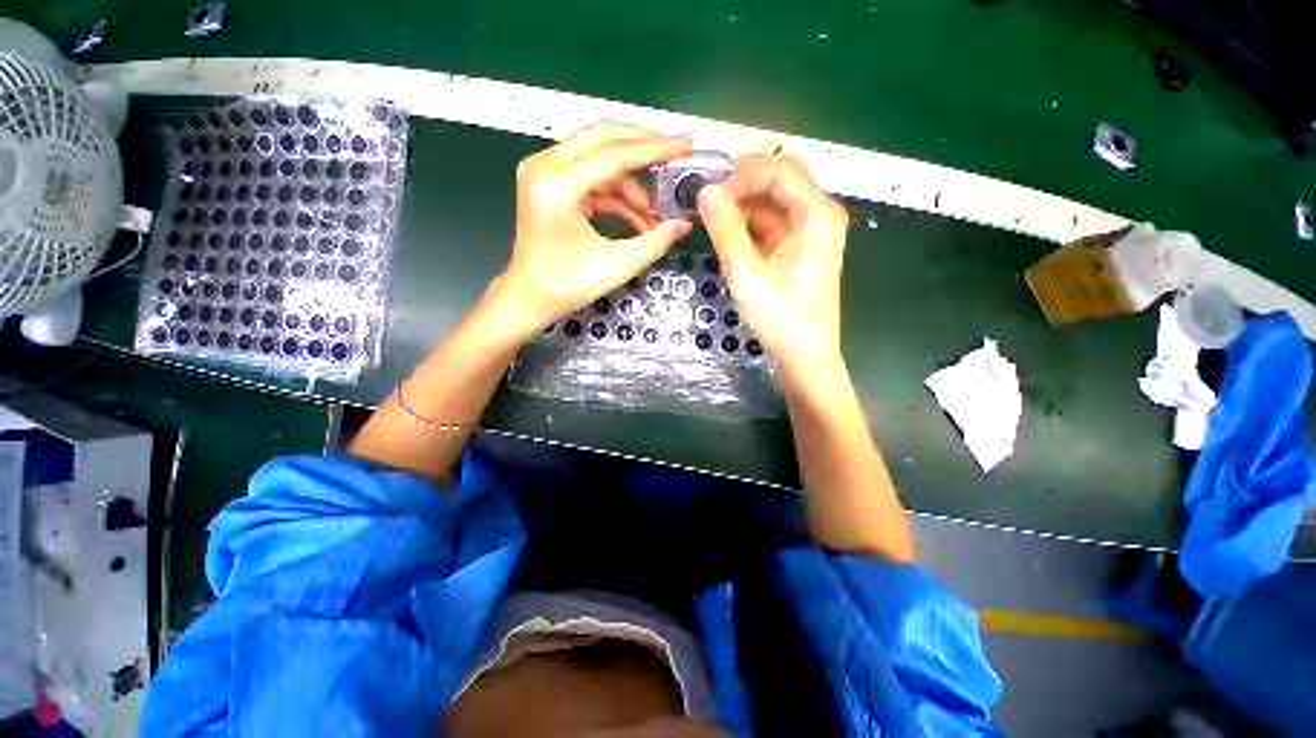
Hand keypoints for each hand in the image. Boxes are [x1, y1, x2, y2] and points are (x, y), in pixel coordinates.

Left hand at [497, 121, 692, 332]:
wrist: (530, 298)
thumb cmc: (567, 285)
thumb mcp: (618, 265)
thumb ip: (655, 241)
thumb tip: (683, 224)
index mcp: (557, 184)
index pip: (615, 153)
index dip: (655, 148)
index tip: (686, 143)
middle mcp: (545, 166)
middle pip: (604, 138)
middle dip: (644, 148)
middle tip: (676, 159)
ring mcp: (544, 172)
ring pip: (599, 157)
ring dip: (631, 182)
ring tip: (655, 214)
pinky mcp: (550, 184)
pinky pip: (592, 177)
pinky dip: (617, 194)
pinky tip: (637, 217)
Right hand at [696, 153, 848, 369]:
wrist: (804, 356)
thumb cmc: (781, 318)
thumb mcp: (747, 274)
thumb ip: (726, 230)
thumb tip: (705, 190)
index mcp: (816, 214)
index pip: (778, 171)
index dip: (740, 176)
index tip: (708, 195)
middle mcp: (817, 215)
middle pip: (779, 180)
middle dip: (741, 184)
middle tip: (706, 198)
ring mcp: (808, 233)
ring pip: (773, 202)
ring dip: (742, 205)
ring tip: (710, 217)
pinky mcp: (797, 249)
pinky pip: (771, 224)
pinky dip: (748, 225)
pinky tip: (726, 235)